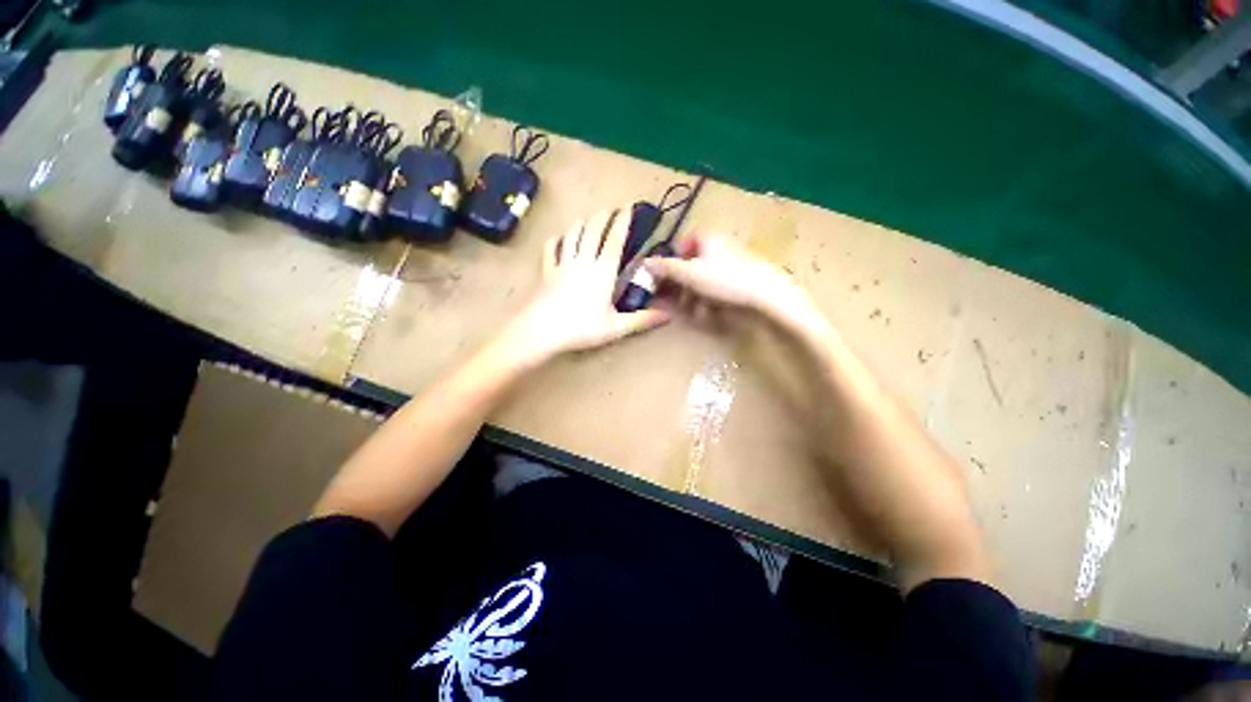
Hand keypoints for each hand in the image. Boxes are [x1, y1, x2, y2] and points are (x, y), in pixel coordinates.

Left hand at [498, 207, 670, 363]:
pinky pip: (551, 249)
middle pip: (593, 230)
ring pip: (573, 235)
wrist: (542, 330)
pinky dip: (557, 240)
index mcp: (603, 271)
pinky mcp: (546, 271)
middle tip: (611, 208)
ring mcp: (562, 264)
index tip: (629, 208)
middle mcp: (584, 261)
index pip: (615, 240)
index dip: (622, 222)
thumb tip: (668, 316)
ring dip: (582, 223)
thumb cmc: (582, 328)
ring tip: (589, 218)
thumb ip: (642, 320)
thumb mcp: (616, 327)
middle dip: (603, 216)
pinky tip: (560, 238)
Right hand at [644, 232, 828, 337]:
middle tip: (678, 302)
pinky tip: (712, 313)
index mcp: (708, 239)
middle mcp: (720, 249)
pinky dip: (711, 301)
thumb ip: (665, 268)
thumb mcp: (690, 274)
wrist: (768, 297)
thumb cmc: (725, 280)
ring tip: (697, 312)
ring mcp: (732, 266)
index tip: (664, 279)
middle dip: (683, 287)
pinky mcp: (740, 283)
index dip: (671, 261)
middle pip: (692, 266)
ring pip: (704, 282)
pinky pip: (718, 291)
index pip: (682, 244)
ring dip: (695, 298)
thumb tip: (644, 262)